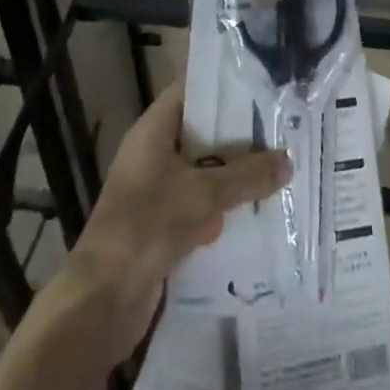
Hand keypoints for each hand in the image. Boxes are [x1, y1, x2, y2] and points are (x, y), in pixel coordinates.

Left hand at [62, 83, 288, 366]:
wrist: (102, 302)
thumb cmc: (147, 228)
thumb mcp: (202, 196)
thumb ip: (246, 176)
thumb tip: (288, 160)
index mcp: (152, 133)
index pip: (190, 92)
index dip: (223, 87)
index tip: (262, 86)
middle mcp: (153, 155)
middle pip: (202, 134)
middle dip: (239, 136)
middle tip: (283, 130)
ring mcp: (156, 192)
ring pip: (204, 173)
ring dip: (235, 177)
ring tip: (280, 171)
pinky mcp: (163, 227)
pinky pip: (201, 207)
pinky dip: (224, 210)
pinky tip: (259, 215)